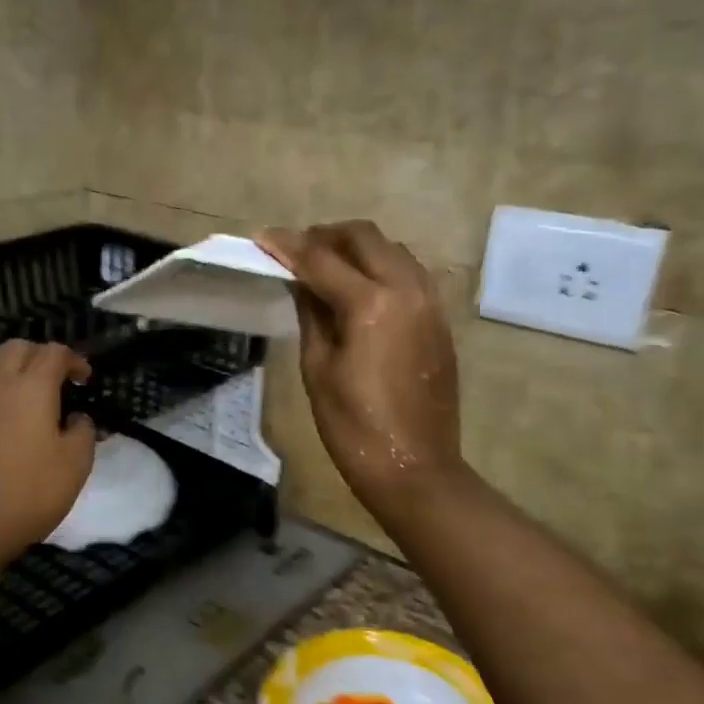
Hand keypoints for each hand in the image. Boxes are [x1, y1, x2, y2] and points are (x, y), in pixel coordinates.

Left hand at [0, 341, 96, 563]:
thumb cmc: (26, 495)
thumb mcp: (74, 467)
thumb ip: (82, 433)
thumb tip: (77, 417)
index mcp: (31, 388)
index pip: (54, 353)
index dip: (73, 360)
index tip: (83, 377)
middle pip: (15, 348)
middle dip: (38, 355)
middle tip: (51, 378)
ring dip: (1, 363)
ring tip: (12, 385)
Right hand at [257, 221, 469, 520]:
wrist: (414, 468)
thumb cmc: (354, 427)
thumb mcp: (318, 370)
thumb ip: (311, 315)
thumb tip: (302, 283)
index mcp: (371, 304)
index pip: (321, 259)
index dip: (288, 246)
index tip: (262, 237)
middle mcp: (407, 289)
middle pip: (365, 237)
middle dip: (326, 235)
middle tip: (297, 250)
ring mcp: (430, 303)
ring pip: (393, 250)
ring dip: (358, 248)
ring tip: (327, 266)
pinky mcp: (440, 321)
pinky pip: (410, 274)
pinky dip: (382, 268)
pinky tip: (361, 289)